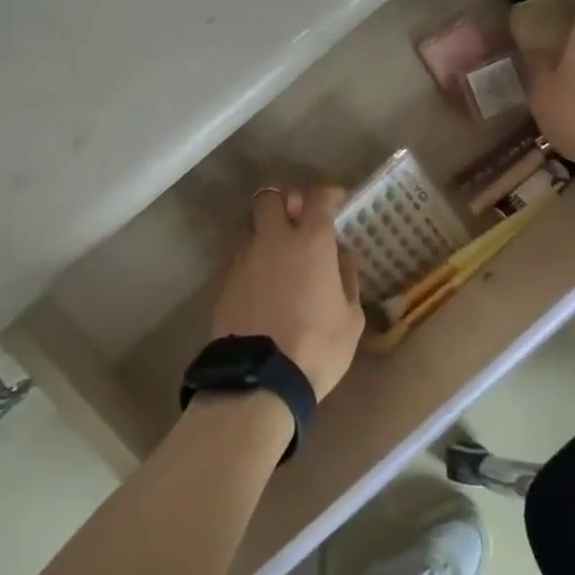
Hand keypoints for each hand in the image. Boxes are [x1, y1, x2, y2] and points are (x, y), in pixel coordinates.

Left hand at [212, 187, 363, 399]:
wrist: (259, 380)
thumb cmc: (317, 348)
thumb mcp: (350, 318)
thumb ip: (346, 278)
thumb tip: (341, 256)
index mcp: (310, 243)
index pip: (316, 198)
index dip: (326, 194)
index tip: (335, 200)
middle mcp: (273, 240)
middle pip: (269, 197)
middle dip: (284, 201)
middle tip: (296, 218)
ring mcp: (243, 259)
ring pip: (250, 228)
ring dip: (265, 233)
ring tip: (277, 256)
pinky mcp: (224, 282)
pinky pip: (239, 258)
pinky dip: (252, 262)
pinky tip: (261, 285)